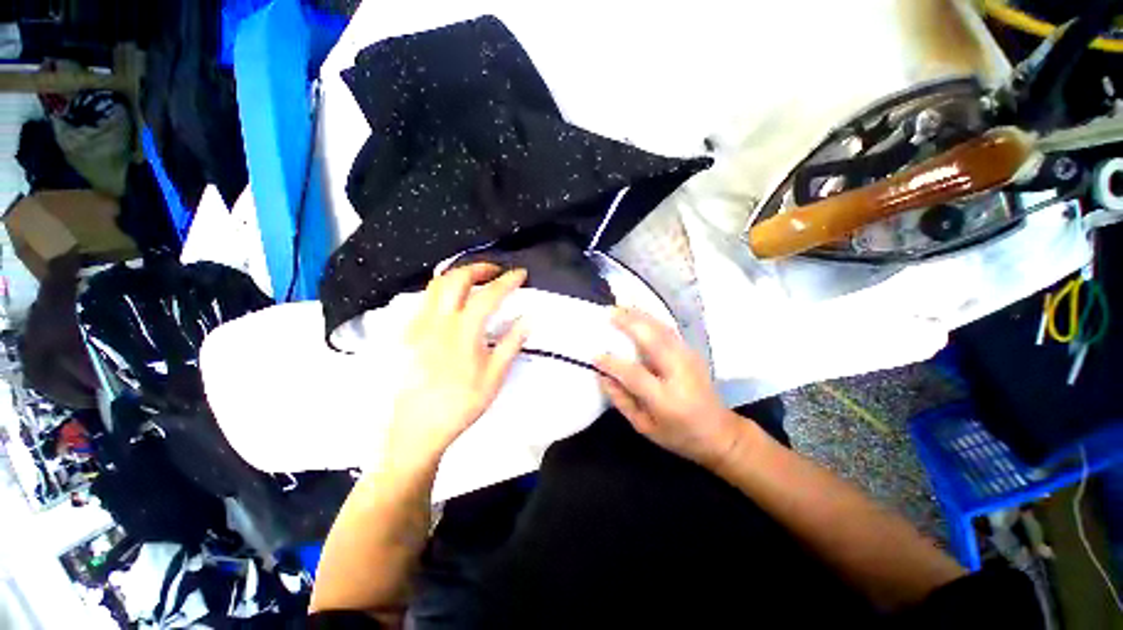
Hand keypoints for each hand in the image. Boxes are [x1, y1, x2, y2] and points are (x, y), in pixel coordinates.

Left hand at [387, 264, 528, 468]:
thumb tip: (528, 319)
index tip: (520, 274)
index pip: (488, 295)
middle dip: (478, 267)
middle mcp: (437, 321)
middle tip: (495, 271)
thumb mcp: (494, 377)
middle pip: (455, 279)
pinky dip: (442, 290)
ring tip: (475, 280)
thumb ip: (511, 343)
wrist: (418, 428)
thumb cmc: (462, 404)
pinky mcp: (406, 333)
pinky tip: (453, 302)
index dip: (507, 281)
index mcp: (463, 332)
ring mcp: (417, 325)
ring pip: (435, 285)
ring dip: (458, 275)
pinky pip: (424, 300)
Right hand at [595, 308, 741, 468]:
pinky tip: (639, 314)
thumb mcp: (645, 427)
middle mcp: (679, 373)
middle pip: (653, 341)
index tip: (595, 355)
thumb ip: (622, 401)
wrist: (720, 433)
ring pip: (662, 330)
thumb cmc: (679, 435)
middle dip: (630, 324)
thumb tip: (602, 375)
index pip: (634, 374)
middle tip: (609, 313)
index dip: (613, 363)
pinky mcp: (692, 352)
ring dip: (640, 316)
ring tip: (620, 307)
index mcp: (666, 399)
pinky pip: (668, 330)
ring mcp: (689, 359)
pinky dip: (651, 319)